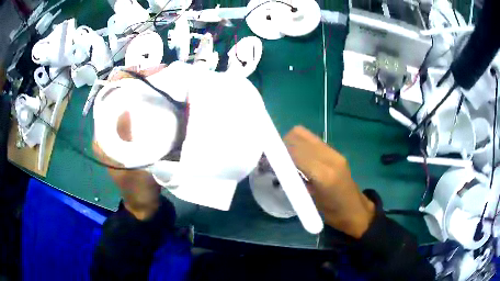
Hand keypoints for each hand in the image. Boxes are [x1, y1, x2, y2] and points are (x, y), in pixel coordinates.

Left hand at [92, 65, 165, 219]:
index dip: (127, 78)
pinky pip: (138, 111)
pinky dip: (150, 102)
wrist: (143, 204)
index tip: (150, 73)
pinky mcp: (131, 135)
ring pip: (131, 101)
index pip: (110, 94)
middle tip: (163, 75)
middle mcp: (108, 127)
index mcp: (103, 133)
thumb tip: (136, 98)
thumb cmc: (137, 187)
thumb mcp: (135, 163)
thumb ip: (132, 134)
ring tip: (166, 83)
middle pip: (121, 94)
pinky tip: (163, 100)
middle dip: (140, 81)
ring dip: (147, 90)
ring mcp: (119, 131)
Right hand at [284, 126, 374, 238]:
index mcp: (323, 175)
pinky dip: (300, 144)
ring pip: (305, 134)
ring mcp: (334, 153)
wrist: (356, 211)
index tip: (266, 158)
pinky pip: (313, 140)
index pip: (294, 152)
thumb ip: (296, 181)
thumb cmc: (333, 213)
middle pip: (298, 136)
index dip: (278, 152)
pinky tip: (298, 157)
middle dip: (282, 144)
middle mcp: (329, 158)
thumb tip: (279, 167)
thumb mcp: (311, 201)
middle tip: (274, 157)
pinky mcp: (336, 152)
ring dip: (291, 142)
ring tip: (285, 156)